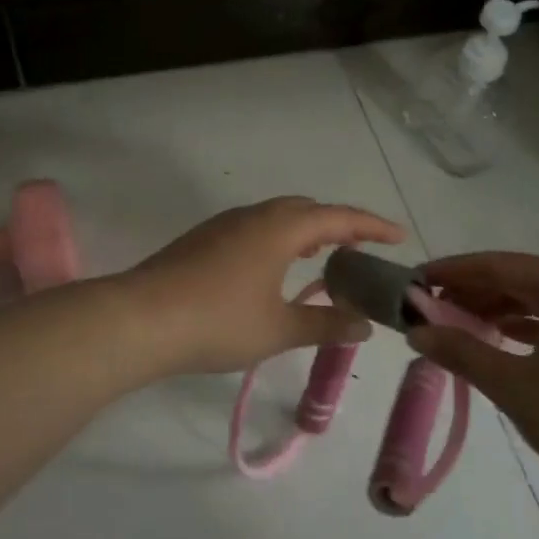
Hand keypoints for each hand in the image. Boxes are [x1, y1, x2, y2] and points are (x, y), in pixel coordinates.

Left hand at [129, 197, 404, 374]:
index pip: (338, 217)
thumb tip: (364, 325)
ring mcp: (223, 225)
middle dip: (338, 225)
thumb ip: (325, 325)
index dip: (372, 226)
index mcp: (280, 228)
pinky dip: (278, 240)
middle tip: (360, 250)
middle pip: (306, 209)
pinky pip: (254, 228)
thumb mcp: (278, 330)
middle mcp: (254, 216)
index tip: (399, 236)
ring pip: (276, 217)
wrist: (138, 319)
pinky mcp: (202, 240)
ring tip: (322, 258)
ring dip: (305, 232)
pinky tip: (273, 270)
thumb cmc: (217, 321)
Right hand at [407, 252, 538, 500]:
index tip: (414, 283)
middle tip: (429, 312)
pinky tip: (500, 344)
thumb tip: (416, 331)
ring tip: (457, 330)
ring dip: (496, 311)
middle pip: (517, 278)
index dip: (451, 272)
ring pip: (537, 300)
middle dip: (471, 293)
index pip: (496, 265)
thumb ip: (462, 353)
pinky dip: (523, 327)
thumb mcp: (516, 387)